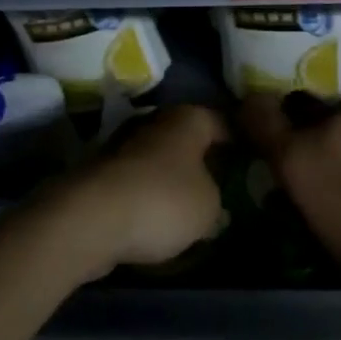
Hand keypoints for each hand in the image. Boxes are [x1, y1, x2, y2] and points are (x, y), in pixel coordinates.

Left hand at [49, 104, 229, 278]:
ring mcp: (122, 145)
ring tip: (188, 206)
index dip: (239, 139)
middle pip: (187, 138)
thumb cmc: (163, 202)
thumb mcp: (210, 207)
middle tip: (221, 183)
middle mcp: (155, 121)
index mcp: (188, 119)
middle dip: (201, 158)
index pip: (223, 121)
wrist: (88, 220)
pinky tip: (155, 218)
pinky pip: (135, 182)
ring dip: (170, 177)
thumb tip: (209, 203)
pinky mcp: (98, 173)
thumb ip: (216, 200)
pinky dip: (145, 195)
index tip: (252, 158)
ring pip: (158, 159)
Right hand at [239, 93, 340, 318]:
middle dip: (309, 129)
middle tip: (326, 161)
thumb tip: (291, 191)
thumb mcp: (328, 244)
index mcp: (300, 157)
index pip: (256, 111)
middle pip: (306, 109)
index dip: (254, 117)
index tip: (260, 131)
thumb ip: (304, 203)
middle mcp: (333, 125)